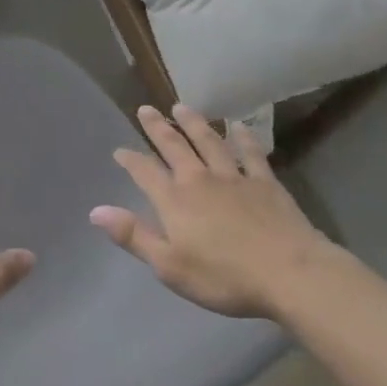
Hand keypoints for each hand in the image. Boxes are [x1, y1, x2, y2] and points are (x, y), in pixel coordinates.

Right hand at [90, 105, 334, 319]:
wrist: (290, 275)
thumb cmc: (224, 277)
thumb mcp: (169, 266)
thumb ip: (133, 235)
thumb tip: (96, 211)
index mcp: (174, 200)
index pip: (144, 172)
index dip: (130, 160)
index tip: (119, 150)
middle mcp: (200, 179)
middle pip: (174, 146)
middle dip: (157, 128)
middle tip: (145, 109)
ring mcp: (234, 177)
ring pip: (209, 141)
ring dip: (193, 123)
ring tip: (181, 108)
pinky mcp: (265, 182)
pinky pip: (251, 153)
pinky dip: (243, 137)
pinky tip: (238, 126)